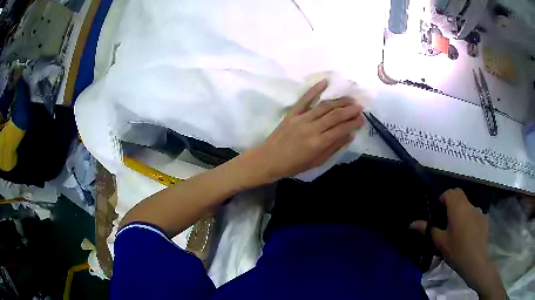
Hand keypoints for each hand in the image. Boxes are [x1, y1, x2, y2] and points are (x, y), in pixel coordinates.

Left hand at [246, 79, 363, 182]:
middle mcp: (312, 128)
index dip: (353, 123)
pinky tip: (325, 82)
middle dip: (350, 110)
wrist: (268, 160)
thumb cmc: (294, 165)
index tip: (362, 119)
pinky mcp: (292, 113)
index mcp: (318, 143)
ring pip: (324, 106)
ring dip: (339, 101)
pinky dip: (315, 89)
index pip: (341, 129)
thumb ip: (333, 148)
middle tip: (360, 107)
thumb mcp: (316, 161)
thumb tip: (350, 135)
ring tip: (350, 99)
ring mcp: (301, 118)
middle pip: (335, 115)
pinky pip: (305, 99)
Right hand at [410, 189, 505, 299]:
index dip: (443, 198)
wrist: (476, 261)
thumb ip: (428, 230)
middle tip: (446, 219)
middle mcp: (469, 205)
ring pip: (467, 205)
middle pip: (459, 195)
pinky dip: (469, 219)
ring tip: (457, 230)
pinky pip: (474, 215)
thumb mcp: (440, 242)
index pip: (450, 192)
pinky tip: (467, 235)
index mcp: (457, 208)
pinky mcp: (484, 220)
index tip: (439, 211)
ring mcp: (478, 212)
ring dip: (461, 212)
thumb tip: (412, 224)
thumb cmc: (456, 251)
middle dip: (452, 202)